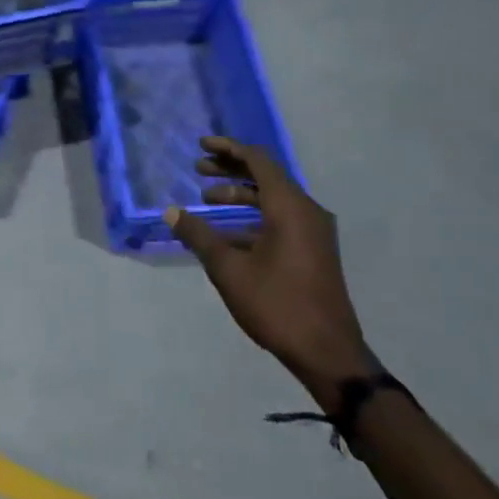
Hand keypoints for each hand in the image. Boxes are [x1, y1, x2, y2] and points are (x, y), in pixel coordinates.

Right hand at [167, 137, 374, 406]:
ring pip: (273, 200)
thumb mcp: (229, 269)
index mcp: (290, 207)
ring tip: (207, 199)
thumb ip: (199, 235)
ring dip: (240, 195)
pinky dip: (253, 216)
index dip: (228, 149)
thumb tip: (171, 212)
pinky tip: (226, 232)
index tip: (200, 146)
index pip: (258, 161)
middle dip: (231, 170)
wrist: (327, 352)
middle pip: (266, 177)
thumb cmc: (276, 304)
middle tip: (198, 169)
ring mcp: (314, 233)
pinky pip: (280, 219)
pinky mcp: (313, 251)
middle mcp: (307, 212)